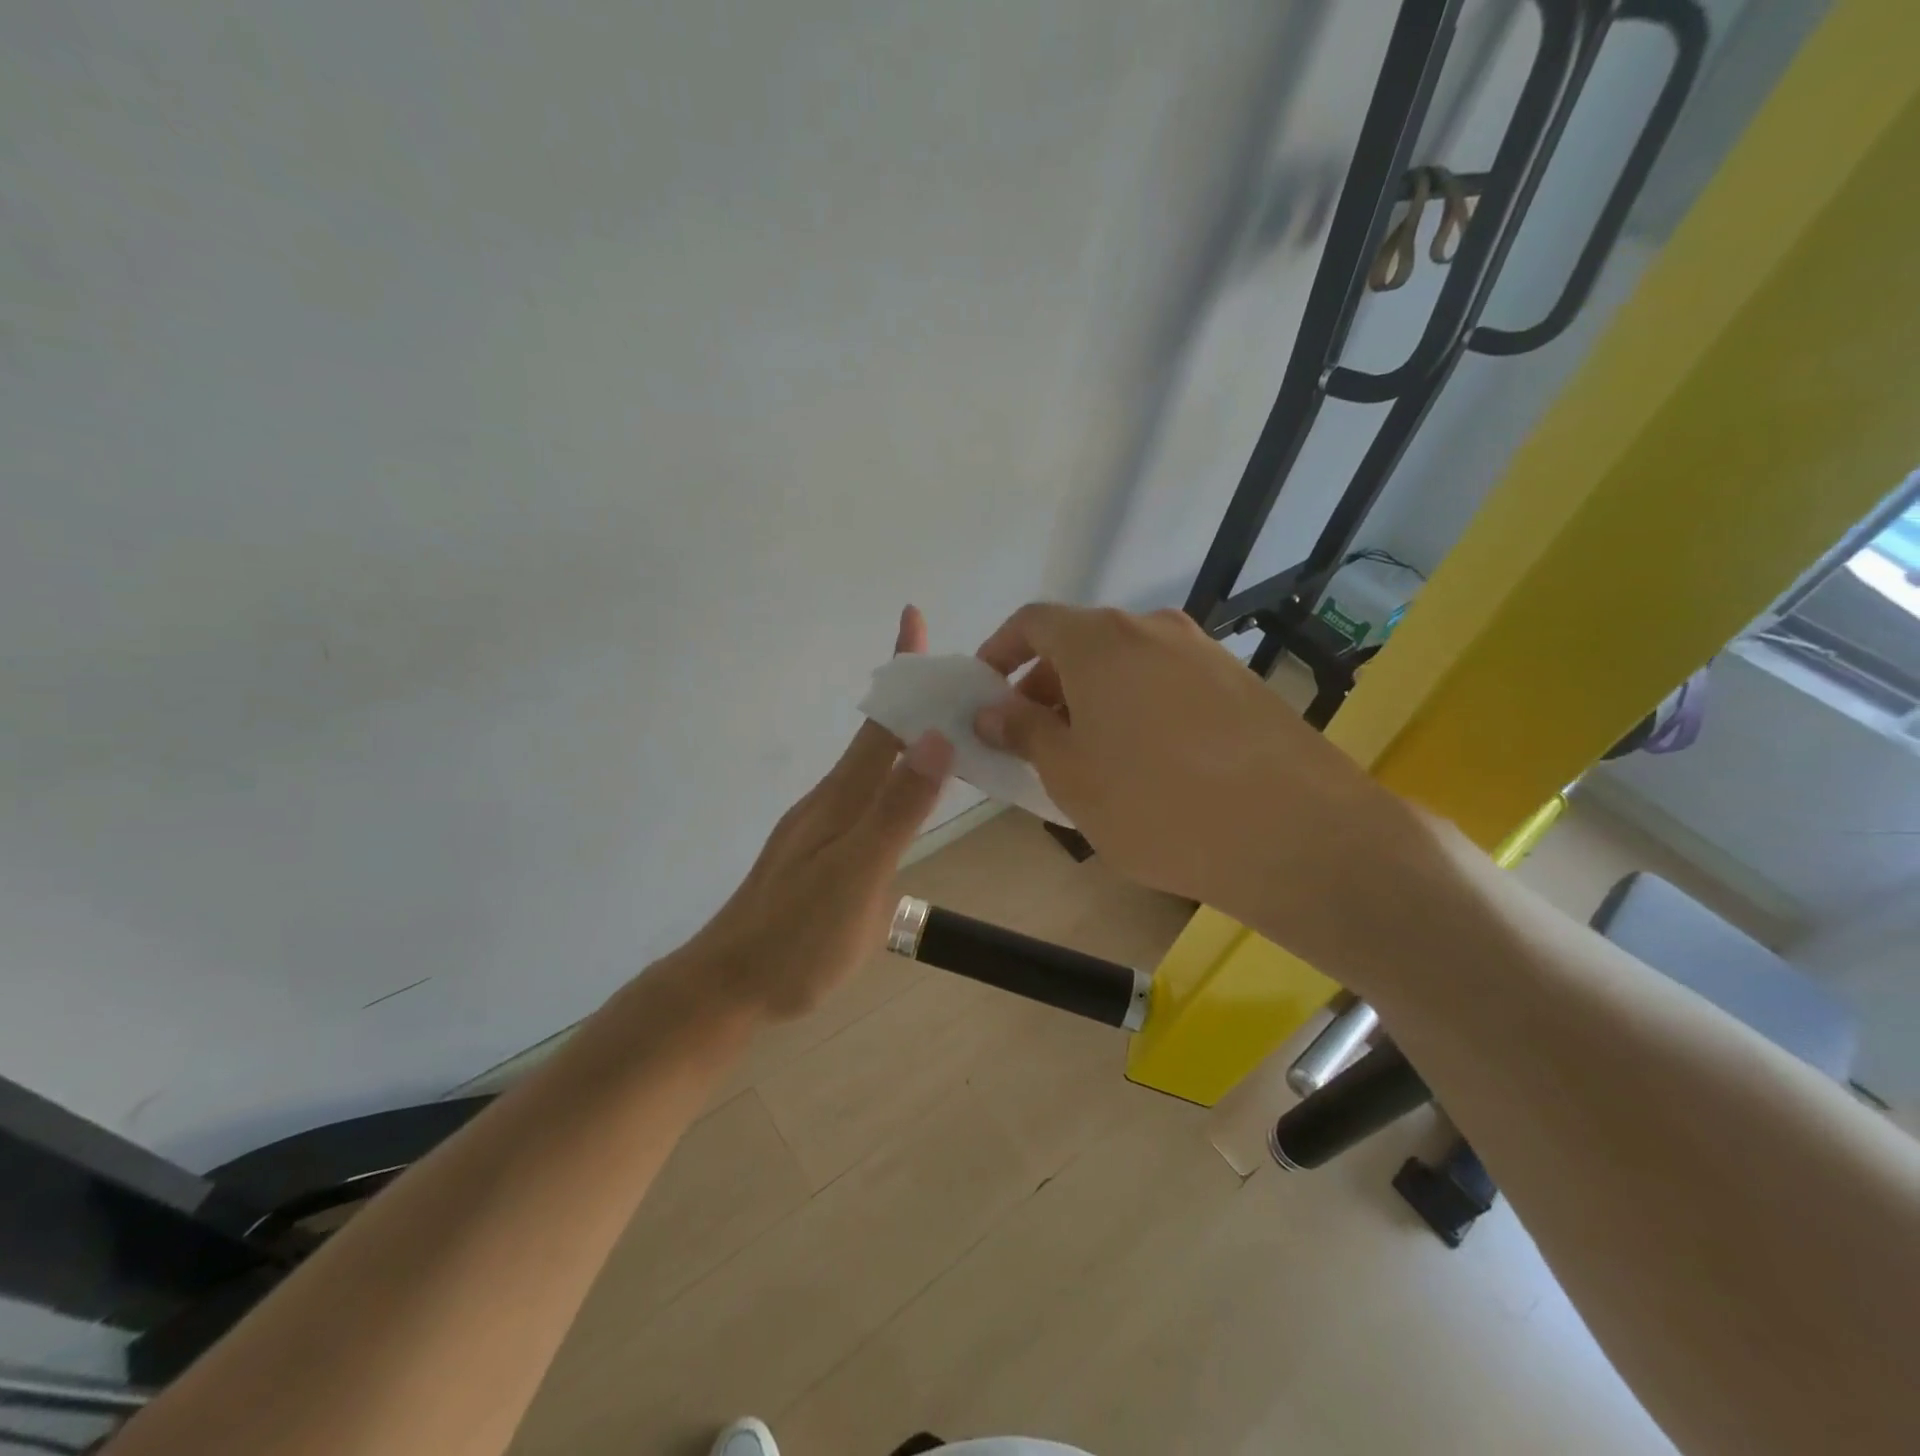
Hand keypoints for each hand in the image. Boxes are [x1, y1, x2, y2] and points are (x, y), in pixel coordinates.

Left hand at [686, 606, 953, 1019]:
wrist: (726, 987)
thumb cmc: (796, 938)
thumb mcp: (857, 877)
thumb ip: (896, 811)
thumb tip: (935, 736)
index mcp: (841, 799)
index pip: (881, 723)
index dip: (901, 673)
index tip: (912, 618)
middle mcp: (828, 803)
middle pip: (875, 738)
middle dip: (910, 699)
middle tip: (953, 678)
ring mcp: (818, 829)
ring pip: (868, 770)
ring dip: (902, 738)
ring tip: (942, 727)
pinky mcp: (816, 856)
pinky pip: (862, 799)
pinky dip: (891, 779)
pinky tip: (903, 799)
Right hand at [972, 604, 1413, 965]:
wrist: (1298, 835)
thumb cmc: (1157, 805)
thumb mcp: (1071, 776)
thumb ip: (1024, 733)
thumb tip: (991, 711)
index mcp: (1100, 641)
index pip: (1033, 622)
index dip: (1000, 652)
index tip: (985, 694)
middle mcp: (1153, 629)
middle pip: (1081, 642)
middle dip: (1046, 685)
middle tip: (1033, 739)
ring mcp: (1204, 652)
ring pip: (1127, 664)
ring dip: (1094, 699)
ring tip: (1089, 757)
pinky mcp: (1241, 683)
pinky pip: (1168, 683)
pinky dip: (1139, 708)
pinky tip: (1149, 763)